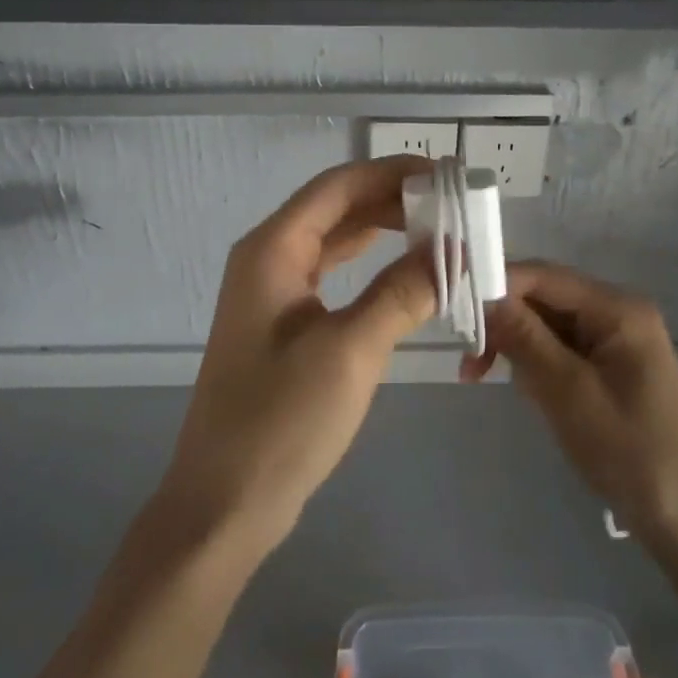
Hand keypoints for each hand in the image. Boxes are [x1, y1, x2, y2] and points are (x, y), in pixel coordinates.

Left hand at [155, 156, 435, 558]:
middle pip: (338, 207)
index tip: (447, 175)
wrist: (224, 504)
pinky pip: (333, 273)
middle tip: (453, 204)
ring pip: (336, 239)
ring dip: (385, 230)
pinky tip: (405, 270)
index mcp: (273, 249)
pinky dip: (371, 265)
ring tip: (440, 229)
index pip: (339, 186)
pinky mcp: (284, 323)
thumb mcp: (351, 350)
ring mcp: (274, 291)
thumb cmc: (282, 421)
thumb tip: (453, 251)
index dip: (393, 172)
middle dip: (394, 199)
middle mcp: (269, 257)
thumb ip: (403, 292)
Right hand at [473, 261, 677, 569]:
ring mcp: (618, 340)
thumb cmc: (630, 454)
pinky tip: (528, 392)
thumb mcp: (568, 393)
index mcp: (618, 309)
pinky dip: (538, 366)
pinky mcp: (613, 367)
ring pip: (550, 325)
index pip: (545, 276)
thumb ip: (525, 338)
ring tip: (486, 379)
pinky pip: (563, 349)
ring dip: (517, 348)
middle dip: (505, 324)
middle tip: (469, 363)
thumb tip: (484, 295)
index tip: (455, 310)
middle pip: (546, 299)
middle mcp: (619, 313)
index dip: (499, 285)